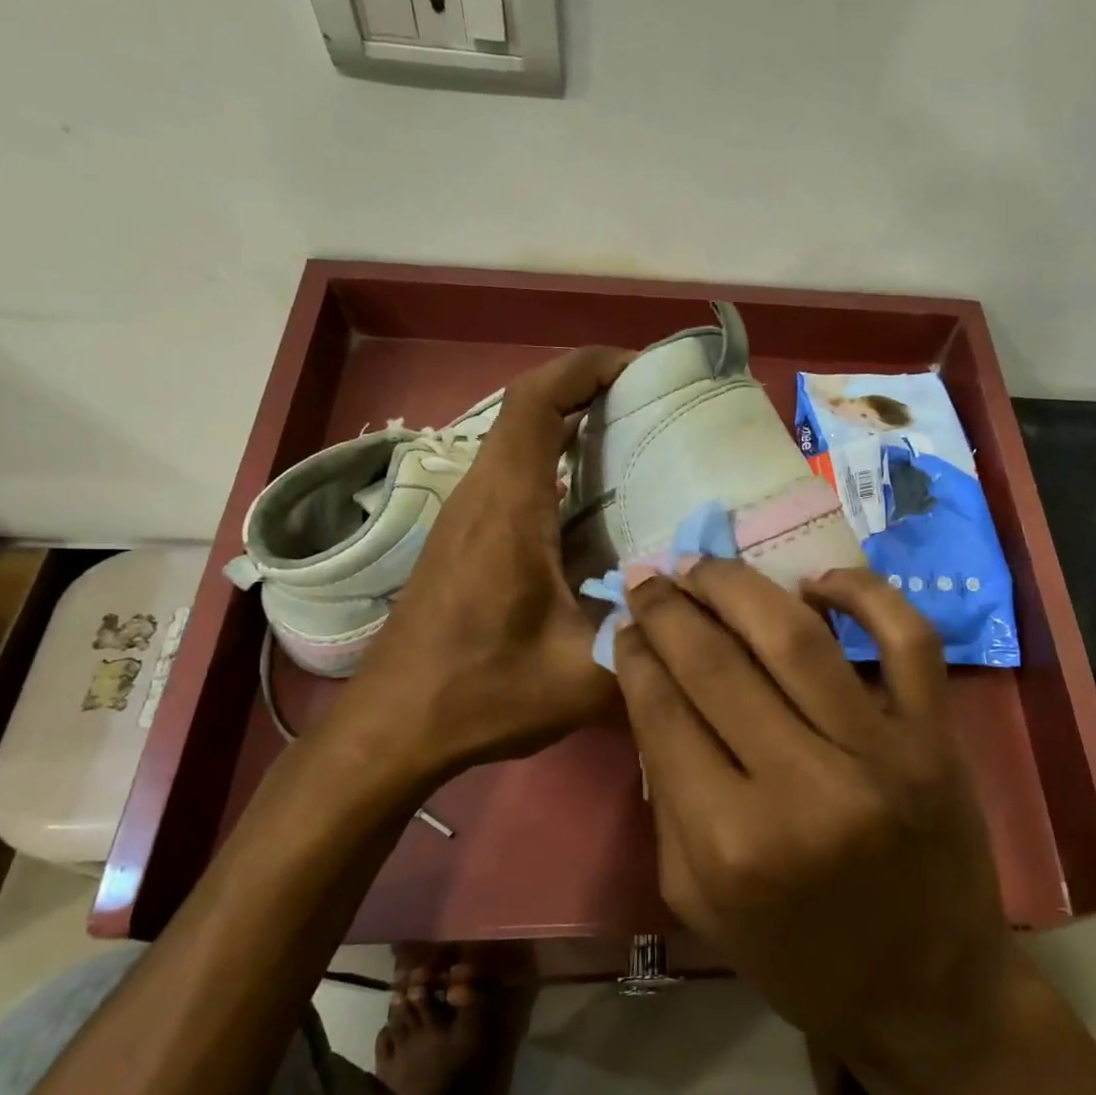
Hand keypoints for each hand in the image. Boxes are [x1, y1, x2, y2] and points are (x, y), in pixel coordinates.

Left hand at [319, 345, 633, 787]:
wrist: (392, 727)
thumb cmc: (480, 693)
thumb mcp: (581, 676)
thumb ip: (648, 639)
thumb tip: (703, 609)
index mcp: (509, 509)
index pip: (537, 402)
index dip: (586, 367)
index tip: (641, 366)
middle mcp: (482, 497)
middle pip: (529, 411)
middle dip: (591, 392)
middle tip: (656, 409)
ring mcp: (466, 516)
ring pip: (519, 442)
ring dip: (572, 429)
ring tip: (638, 449)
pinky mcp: (463, 540)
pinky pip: (512, 476)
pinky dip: (555, 467)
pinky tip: (597, 509)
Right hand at [611, 560, 1021, 1070]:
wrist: (929, 998)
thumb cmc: (800, 961)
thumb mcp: (697, 898)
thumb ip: (666, 794)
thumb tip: (651, 690)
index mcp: (731, 843)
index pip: (664, 713)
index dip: (636, 656)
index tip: (624, 623)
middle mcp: (804, 787)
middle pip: (717, 665)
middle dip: (671, 610)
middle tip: (650, 576)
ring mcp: (881, 754)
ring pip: (796, 636)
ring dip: (738, 586)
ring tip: (705, 564)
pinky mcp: (938, 738)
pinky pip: (907, 639)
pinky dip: (864, 594)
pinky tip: (817, 583)